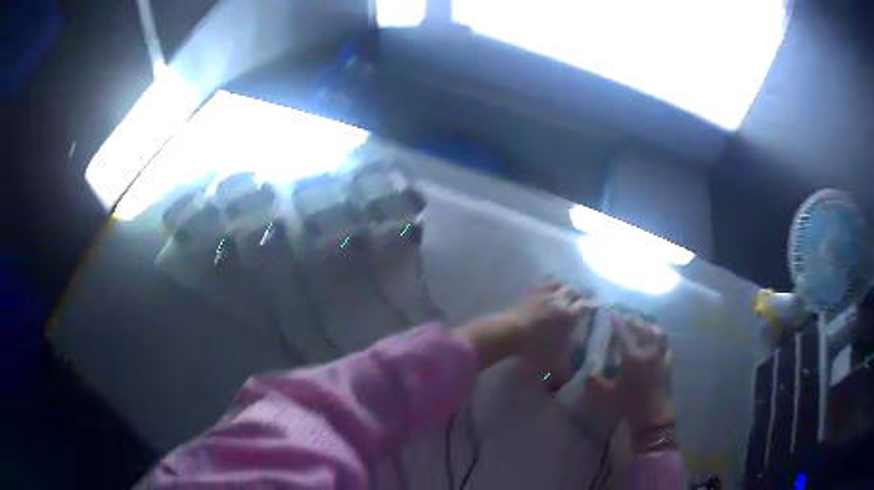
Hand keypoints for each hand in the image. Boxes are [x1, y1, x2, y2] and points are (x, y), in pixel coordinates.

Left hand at [454, 283, 595, 371]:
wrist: (508, 334)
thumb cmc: (534, 350)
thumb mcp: (553, 364)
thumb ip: (565, 370)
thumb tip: (571, 376)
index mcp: (569, 316)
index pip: (586, 306)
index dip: (593, 306)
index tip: (598, 305)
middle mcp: (559, 301)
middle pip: (573, 292)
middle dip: (579, 295)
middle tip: (581, 300)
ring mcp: (543, 295)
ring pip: (558, 284)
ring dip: (564, 287)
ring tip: (565, 292)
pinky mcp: (528, 294)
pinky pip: (541, 285)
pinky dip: (547, 285)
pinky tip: (545, 290)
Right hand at [586, 315, 674, 441]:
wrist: (652, 419)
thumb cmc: (627, 406)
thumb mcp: (604, 395)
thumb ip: (594, 380)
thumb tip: (589, 369)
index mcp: (632, 356)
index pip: (623, 332)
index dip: (616, 321)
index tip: (610, 312)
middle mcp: (648, 351)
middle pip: (642, 327)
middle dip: (633, 319)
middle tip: (625, 316)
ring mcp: (661, 356)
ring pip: (657, 332)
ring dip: (648, 325)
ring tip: (641, 325)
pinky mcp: (668, 364)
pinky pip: (664, 344)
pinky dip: (658, 338)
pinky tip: (655, 342)